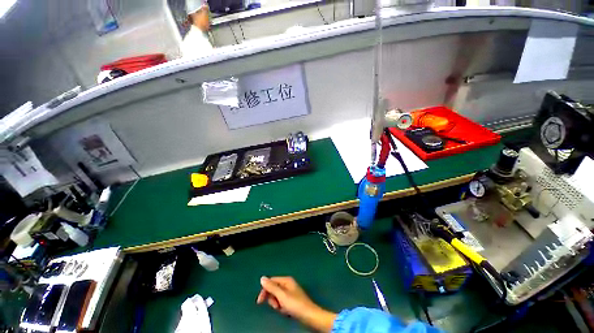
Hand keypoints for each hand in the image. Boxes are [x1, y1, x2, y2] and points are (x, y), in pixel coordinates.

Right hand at [256, 276, 335, 332]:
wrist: (309, 315)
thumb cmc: (295, 304)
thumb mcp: (282, 295)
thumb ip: (271, 287)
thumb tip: (262, 278)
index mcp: (286, 280)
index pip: (271, 281)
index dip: (264, 290)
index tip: (259, 302)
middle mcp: (288, 284)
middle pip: (273, 289)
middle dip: (273, 299)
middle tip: (276, 306)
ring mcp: (290, 292)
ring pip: (277, 297)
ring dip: (277, 304)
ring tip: (283, 309)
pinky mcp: (291, 300)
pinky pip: (282, 302)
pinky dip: (282, 307)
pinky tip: (286, 311)